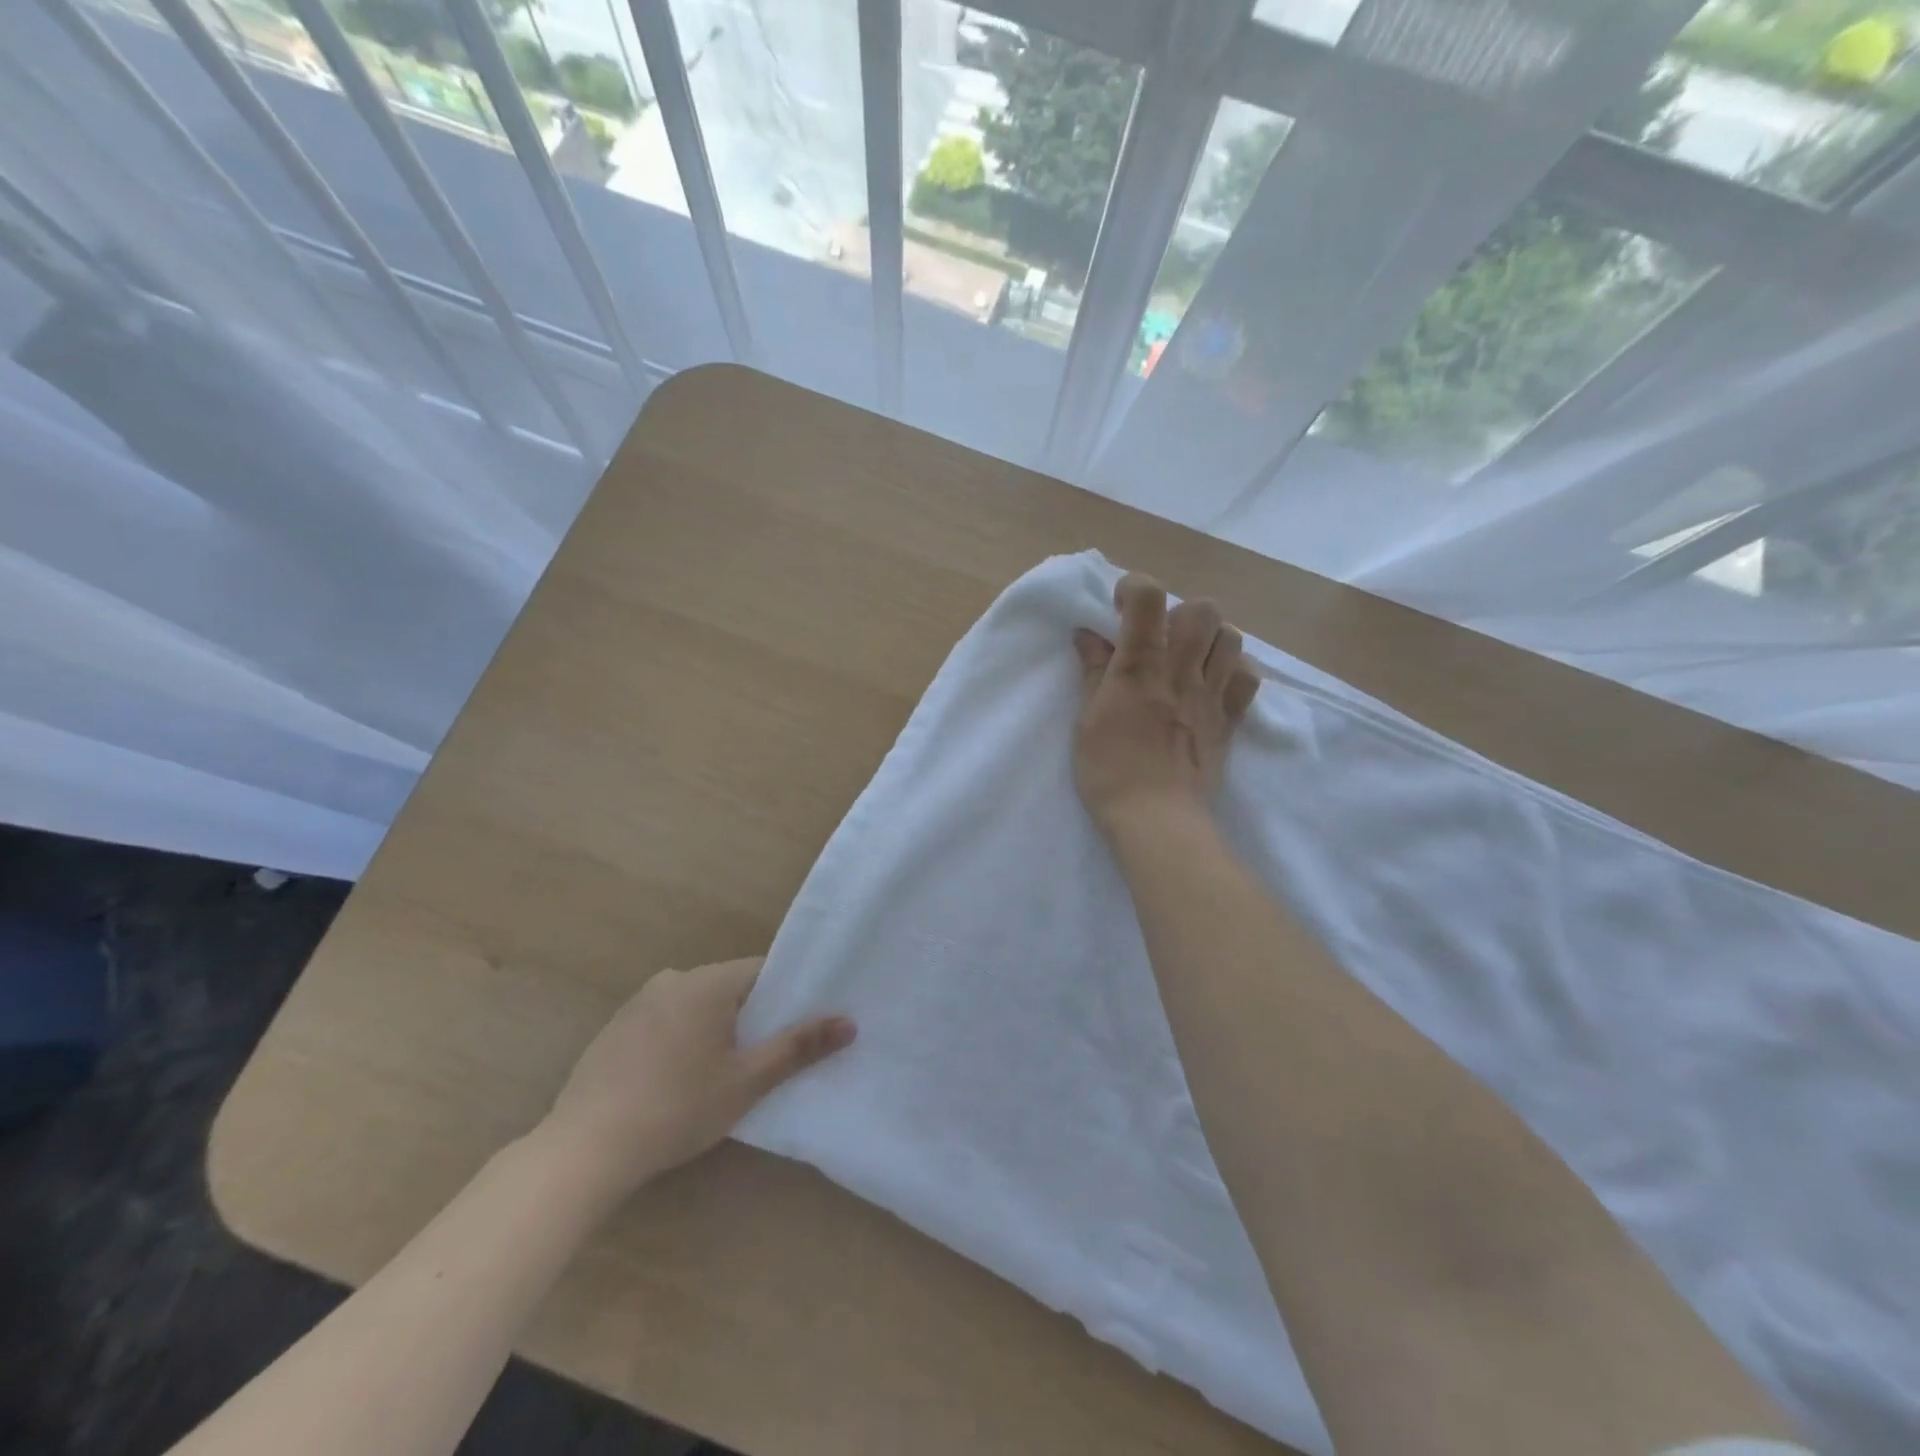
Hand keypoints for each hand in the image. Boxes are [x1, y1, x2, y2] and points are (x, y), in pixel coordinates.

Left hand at [538, 957, 853, 1196]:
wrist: (584, 1149)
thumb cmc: (677, 1109)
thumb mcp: (747, 1081)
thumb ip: (799, 1047)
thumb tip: (850, 1021)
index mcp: (708, 981)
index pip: (763, 971)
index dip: (787, 996)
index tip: (801, 1027)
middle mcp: (674, 978)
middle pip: (731, 987)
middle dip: (752, 1017)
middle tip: (766, 1058)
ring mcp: (639, 1002)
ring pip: (698, 1005)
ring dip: (716, 1029)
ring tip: (724, 1074)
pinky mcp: (616, 1028)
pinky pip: (667, 1020)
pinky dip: (683, 1039)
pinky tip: (679, 1081)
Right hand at [1071, 573, 1258, 833]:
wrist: (1156, 818)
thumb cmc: (1109, 771)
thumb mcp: (1087, 719)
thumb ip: (1093, 672)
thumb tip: (1087, 633)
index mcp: (1139, 667)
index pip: (1148, 598)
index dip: (1134, 587)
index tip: (1119, 606)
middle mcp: (1181, 670)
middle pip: (1202, 609)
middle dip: (1179, 611)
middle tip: (1161, 636)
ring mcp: (1212, 695)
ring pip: (1232, 637)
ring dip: (1210, 638)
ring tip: (1190, 657)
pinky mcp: (1230, 720)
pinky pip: (1249, 679)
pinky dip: (1234, 672)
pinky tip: (1214, 684)